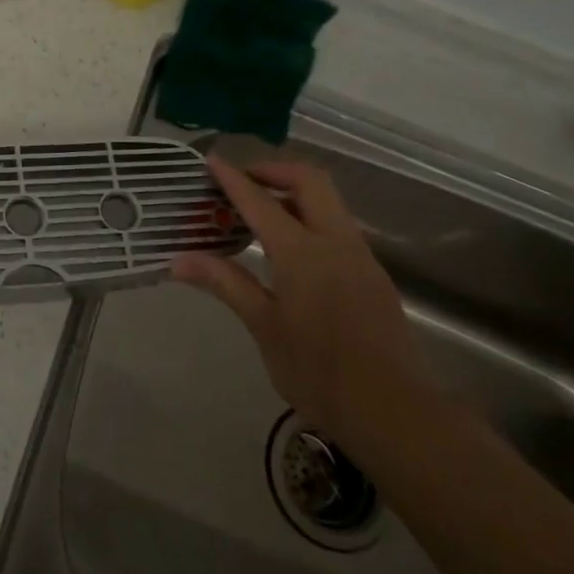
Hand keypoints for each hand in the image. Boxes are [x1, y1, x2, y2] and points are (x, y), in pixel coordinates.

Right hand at [172, 157, 428, 456]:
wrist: (394, 413)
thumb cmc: (318, 372)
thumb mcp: (264, 326)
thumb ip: (225, 283)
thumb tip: (179, 260)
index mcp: (304, 253)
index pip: (261, 202)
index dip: (233, 179)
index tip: (212, 160)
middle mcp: (336, 243)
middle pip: (310, 181)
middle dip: (274, 171)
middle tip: (242, 182)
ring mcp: (361, 257)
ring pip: (329, 202)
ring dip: (294, 194)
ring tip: (259, 212)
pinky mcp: (372, 275)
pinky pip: (338, 227)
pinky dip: (309, 218)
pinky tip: (289, 248)